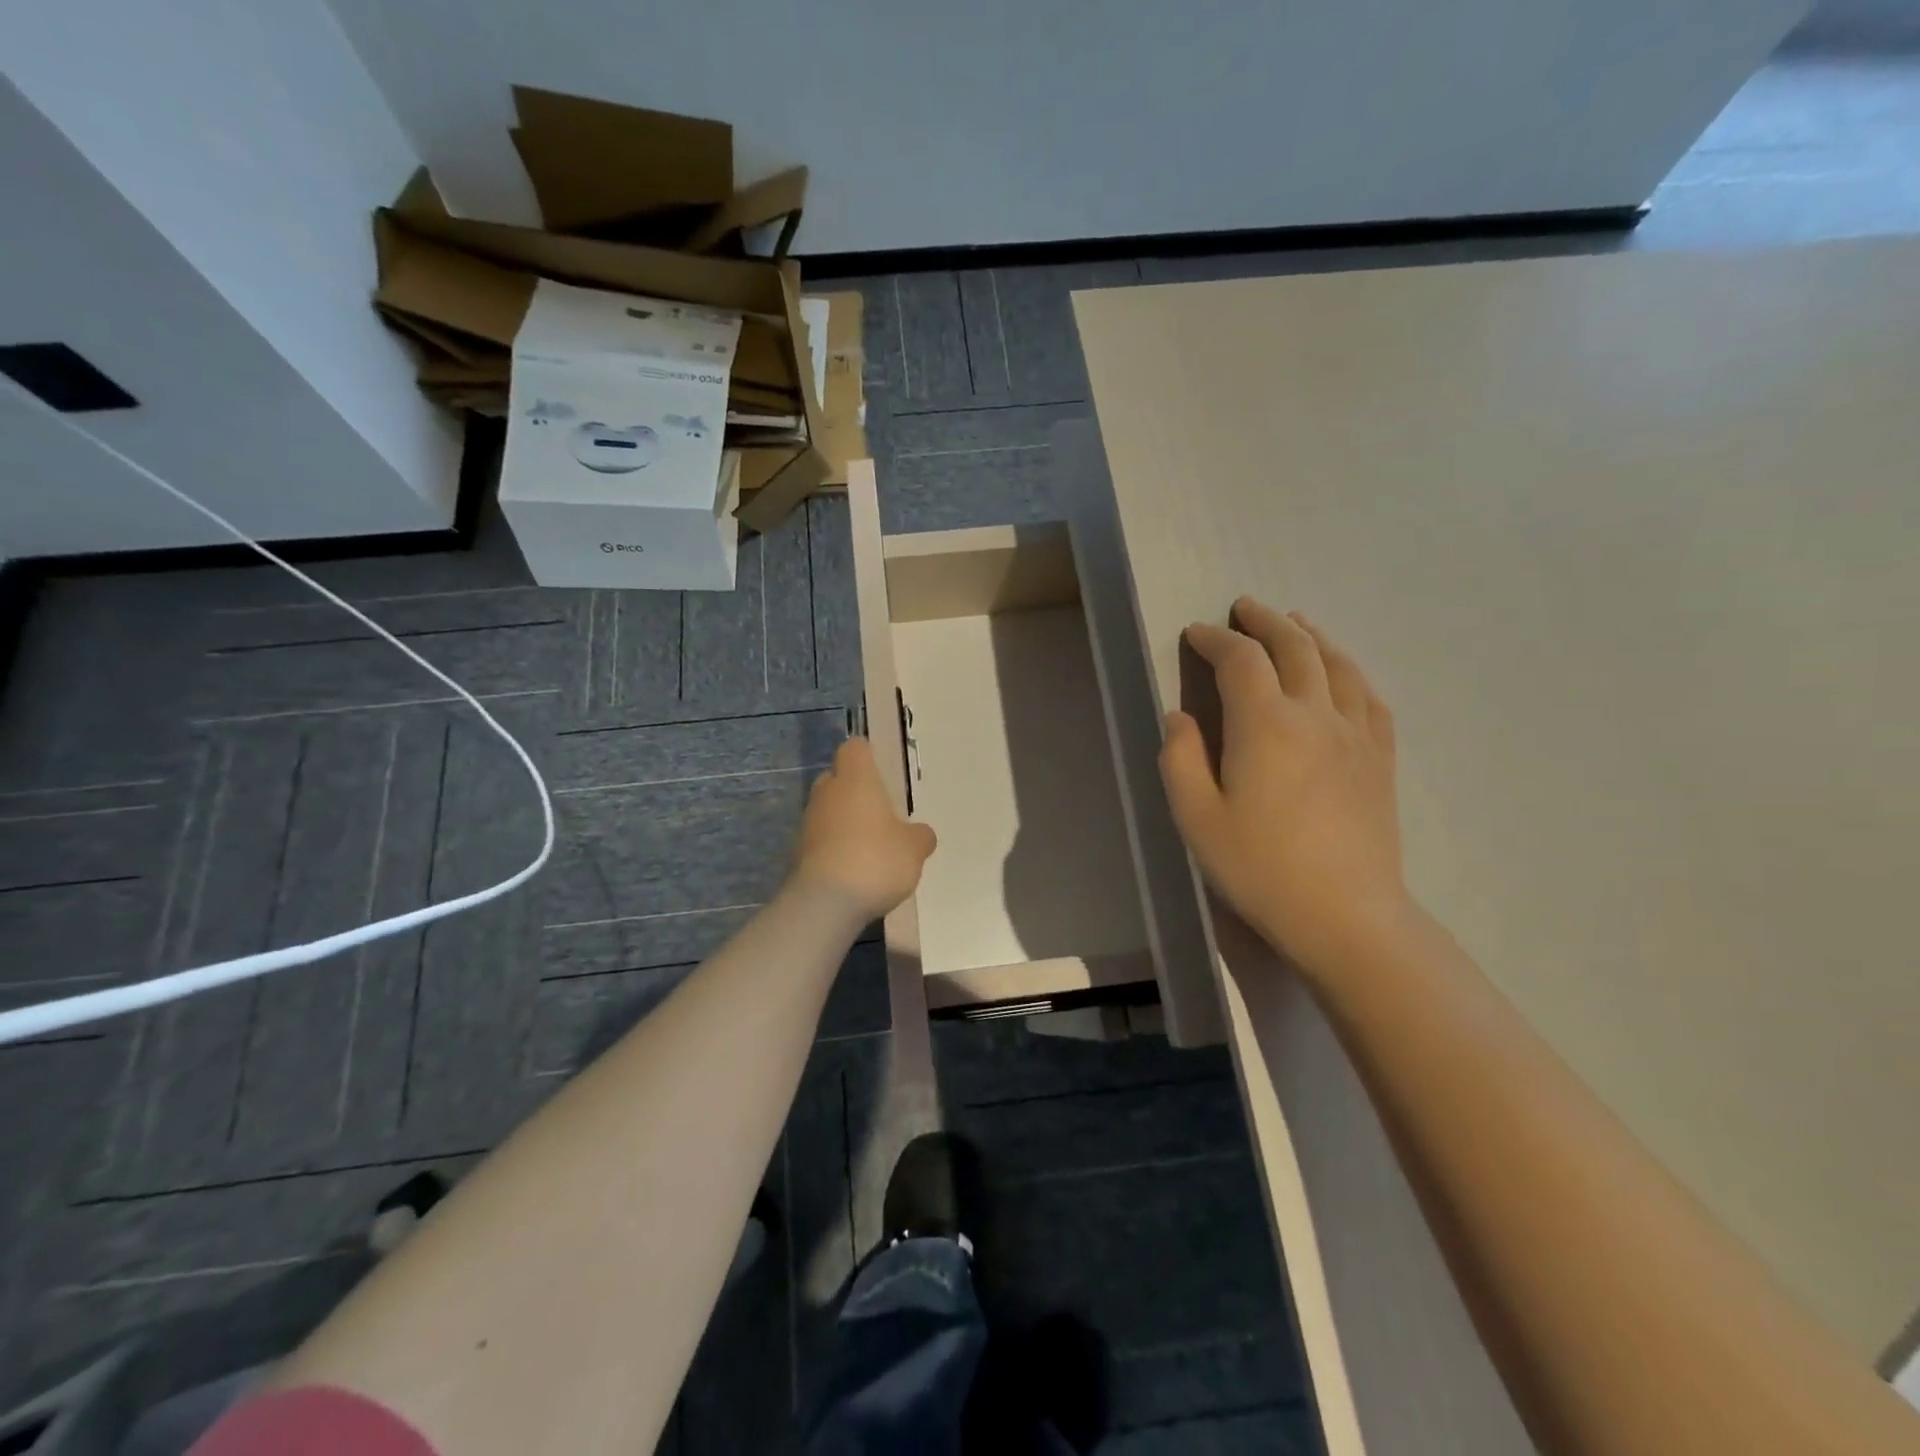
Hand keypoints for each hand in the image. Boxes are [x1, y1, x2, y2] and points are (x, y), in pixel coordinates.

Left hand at [791, 737, 936, 919]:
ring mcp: (808, 823)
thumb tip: (920, 833)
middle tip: (879, 809)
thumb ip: (919, 836)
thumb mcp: (914, 849)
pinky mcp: (798, 853)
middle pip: (837, 778)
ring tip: (870, 844)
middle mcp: (827, 793)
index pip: (855, 748)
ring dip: (844, 821)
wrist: (825, 904)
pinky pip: (821, 839)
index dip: (868, 754)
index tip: (882, 769)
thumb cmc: (875, 860)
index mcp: (856, 779)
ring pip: (828, 810)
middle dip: (854, 789)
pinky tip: (854, 869)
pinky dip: (835, 847)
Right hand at [1160, 599, 1409, 975]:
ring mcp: (1356, 734)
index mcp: (1265, 725)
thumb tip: (1179, 717)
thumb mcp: (1197, 818)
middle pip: (1294, 647)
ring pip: (1337, 664)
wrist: (1346, 915)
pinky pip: (1369, 697)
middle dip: (1265, 621)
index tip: (1196, 633)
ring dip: (1311, 635)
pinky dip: (1350, 671)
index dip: (1215, 639)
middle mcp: (1315, 714)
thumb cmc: (1260, 868)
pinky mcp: (1380, 758)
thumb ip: (1181, 759)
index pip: (1240, 660)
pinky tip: (1342, 673)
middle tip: (1244, 608)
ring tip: (1295, 622)